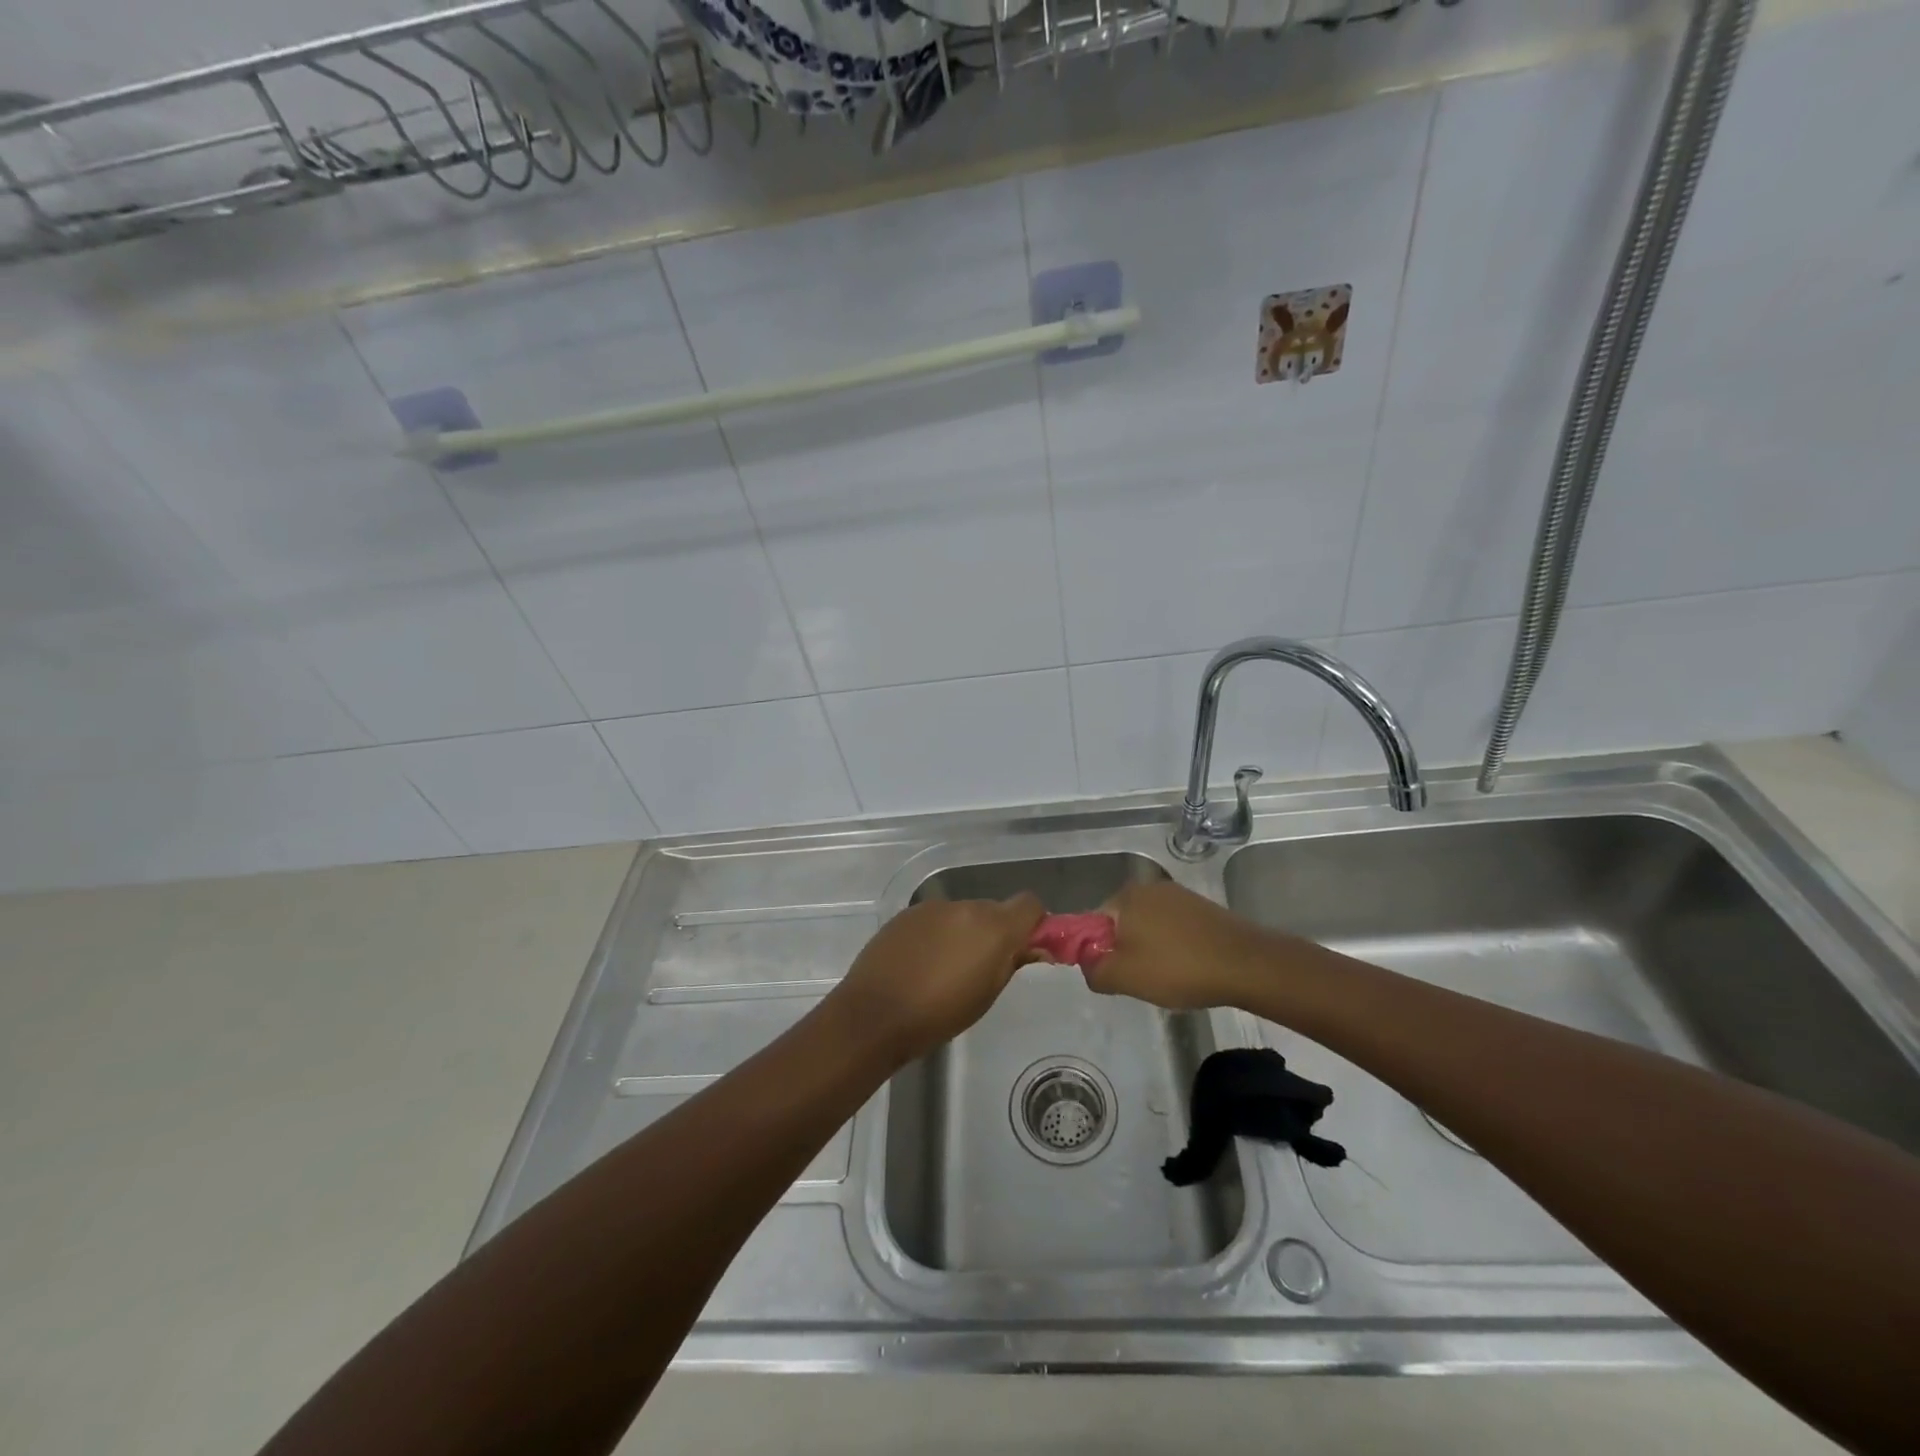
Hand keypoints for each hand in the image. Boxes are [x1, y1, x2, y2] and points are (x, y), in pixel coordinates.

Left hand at [830, 895, 1044, 1063]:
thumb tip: (1034, 948)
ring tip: (947, 968)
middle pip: (994, 909)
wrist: (874, 1014)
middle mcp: (965, 907)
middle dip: (996, 931)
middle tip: (984, 967)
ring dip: (965, 932)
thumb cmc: (939, 1014)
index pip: (1029, 904)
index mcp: (993, 926)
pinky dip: (938, 934)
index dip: (1033, 923)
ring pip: (963, 914)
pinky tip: (922, 962)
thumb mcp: (987, 995)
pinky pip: (936, 918)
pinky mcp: (907, 913)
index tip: (1026, 947)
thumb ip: (1012, 962)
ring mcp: (933, 907)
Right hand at [1082, 880, 1274, 1010]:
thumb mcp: (1124, 977)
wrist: (1247, 965)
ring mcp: (1178, 895)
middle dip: (1125, 951)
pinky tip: (1187, 967)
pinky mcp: (1201, 907)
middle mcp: (1149, 887)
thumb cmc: (1178, 968)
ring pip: (1147, 927)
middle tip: (1141, 980)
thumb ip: (1093, 970)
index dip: (1097, 952)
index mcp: (1125, 896)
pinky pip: (1172, 928)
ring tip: (1168, 977)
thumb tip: (1088, 964)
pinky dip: (1173, 947)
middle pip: (1121, 924)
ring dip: (1149, 950)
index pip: (1092, 924)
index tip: (1114, 975)